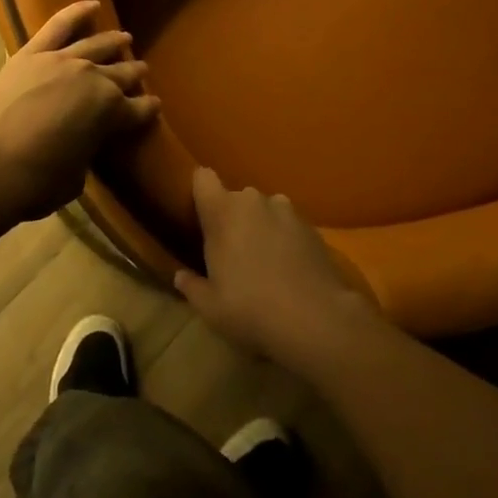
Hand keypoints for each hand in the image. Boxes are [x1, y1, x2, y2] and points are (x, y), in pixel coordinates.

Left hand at [0, 1, 159, 224]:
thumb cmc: (38, 182)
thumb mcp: (77, 176)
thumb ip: (87, 150)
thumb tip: (82, 141)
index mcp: (111, 111)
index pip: (139, 108)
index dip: (148, 109)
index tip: (153, 107)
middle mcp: (93, 78)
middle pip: (121, 72)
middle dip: (134, 73)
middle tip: (142, 71)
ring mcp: (62, 60)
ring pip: (96, 45)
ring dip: (113, 41)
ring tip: (124, 38)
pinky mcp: (32, 53)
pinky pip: (58, 25)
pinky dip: (76, 12)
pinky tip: (91, 5)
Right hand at [174, 166, 379, 368]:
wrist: (317, 319)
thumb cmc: (251, 308)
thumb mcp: (211, 307)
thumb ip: (192, 286)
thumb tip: (180, 276)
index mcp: (222, 210)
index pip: (203, 178)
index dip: (201, 193)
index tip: (200, 216)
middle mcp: (253, 199)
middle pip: (235, 198)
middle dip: (233, 219)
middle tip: (233, 254)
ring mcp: (286, 209)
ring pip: (264, 210)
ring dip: (261, 227)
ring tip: (266, 262)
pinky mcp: (312, 225)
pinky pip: (288, 224)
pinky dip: (285, 239)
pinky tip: (290, 270)